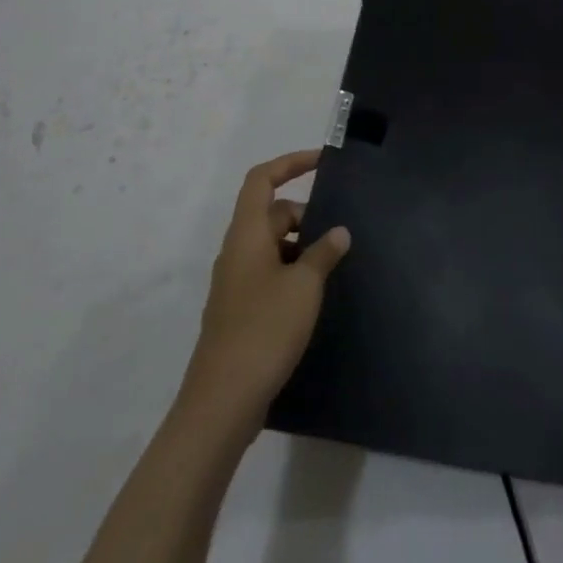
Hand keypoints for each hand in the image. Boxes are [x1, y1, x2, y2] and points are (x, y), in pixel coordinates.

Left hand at [178, 150, 351, 441]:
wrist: (223, 401)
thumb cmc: (264, 330)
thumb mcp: (304, 285)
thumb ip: (323, 252)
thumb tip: (337, 232)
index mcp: (246, 235)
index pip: (261, 180)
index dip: (290, 163)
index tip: (323, 161)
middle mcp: (236, 252)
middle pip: (271, 214)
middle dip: (305, 215)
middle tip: (339, 235)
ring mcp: (235, 283)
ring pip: (272, 246)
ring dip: (301, 246)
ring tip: (334, 266)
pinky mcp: (240, 311)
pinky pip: (270, 273)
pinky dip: (293, 272)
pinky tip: (316, 296)